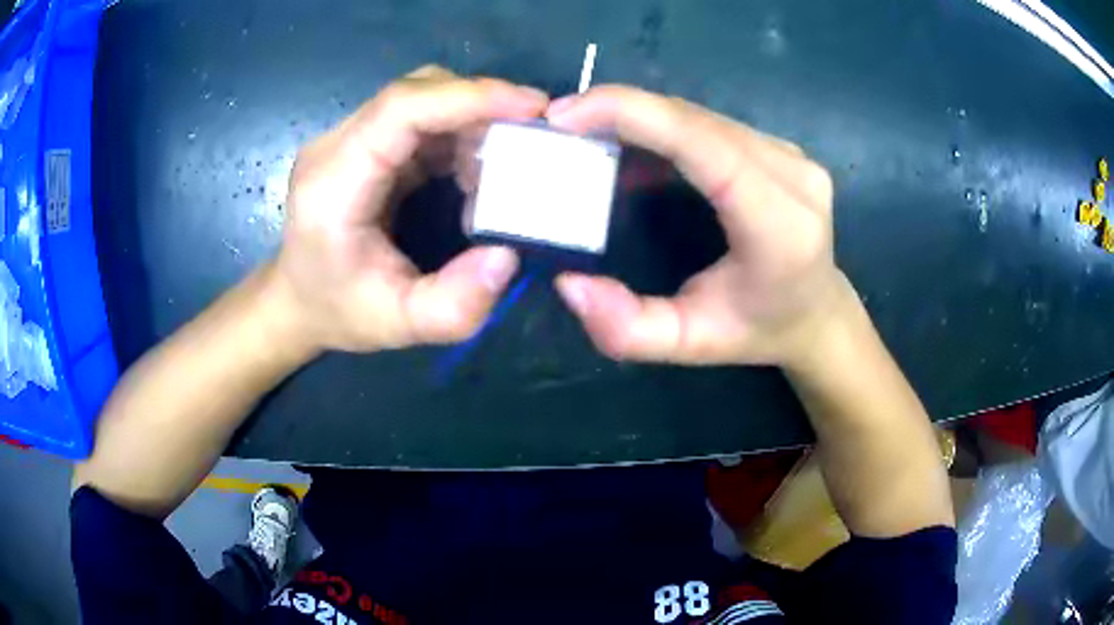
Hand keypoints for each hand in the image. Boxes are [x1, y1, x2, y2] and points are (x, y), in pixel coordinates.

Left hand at [269, 66, 547, 352]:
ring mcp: (349, 138)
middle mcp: (336, 145)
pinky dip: (460, 132)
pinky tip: (478, 167)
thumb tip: (508, 255)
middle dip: (482, 105)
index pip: (401, 109)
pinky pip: (421, 118)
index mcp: (333, 181)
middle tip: (533, 135)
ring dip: (474, 119)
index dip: (469, 97)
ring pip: (423, 98)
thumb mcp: (398, 325)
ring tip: (509, 159)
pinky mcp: (365, 142)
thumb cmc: (338, 311)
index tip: (532, 107)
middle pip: (417, 92)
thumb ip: (454, 305)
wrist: (297, 300)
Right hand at [546, 86, 849, 366]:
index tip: (566, 114)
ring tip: (587, 133)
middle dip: (621, 111)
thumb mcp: (691, 345)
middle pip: (696, 120)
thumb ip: (629, 330)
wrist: (818, 313)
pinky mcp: (781, 148)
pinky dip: (663, 125)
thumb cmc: (759, 331)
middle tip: (561, 125)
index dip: (633, 114)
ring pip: (701, 116)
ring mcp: (792, 155)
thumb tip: (569, 284)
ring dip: (640, 116)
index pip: (704, 144)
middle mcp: (794, 177)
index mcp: (780, 226)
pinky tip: (632, 143)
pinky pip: (712, 123)